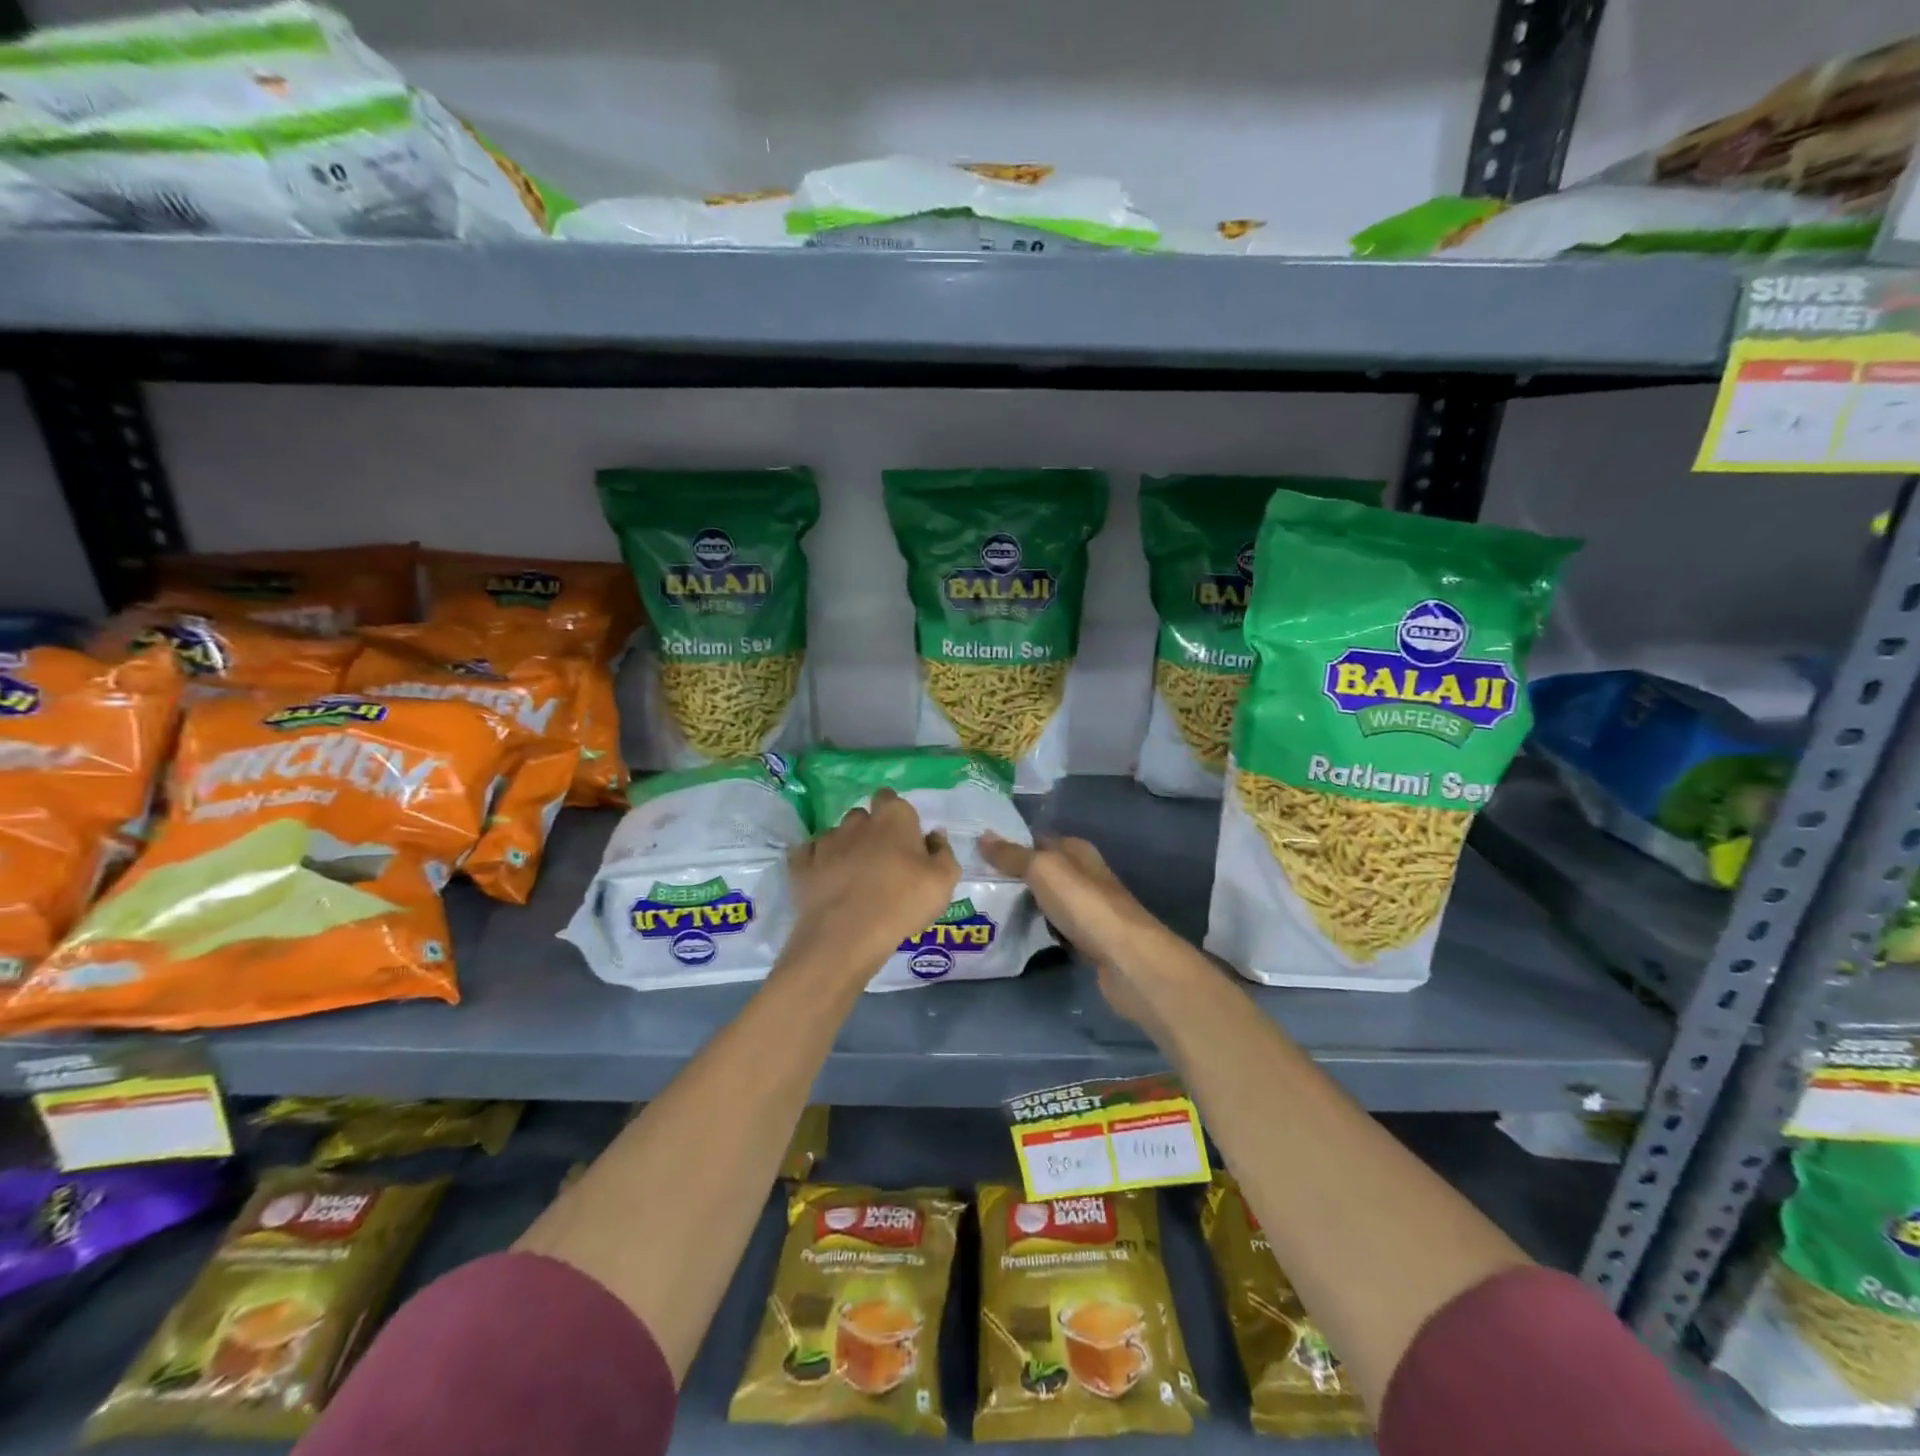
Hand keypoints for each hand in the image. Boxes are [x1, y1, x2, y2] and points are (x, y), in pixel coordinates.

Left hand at [786, 788, 960, 978]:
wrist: (848, 934)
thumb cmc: (903, 902)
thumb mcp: (944, 881)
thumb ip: (943, 852)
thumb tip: (934, 834)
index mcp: (893, 818)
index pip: (891, 798)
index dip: (896, 814)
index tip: (903, 836)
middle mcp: (857, 822)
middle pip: (862, 816)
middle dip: (869, 830)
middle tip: (881, 859)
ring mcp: (826, 842)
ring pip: (836, 835)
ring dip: (844, 848)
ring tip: (852, 876)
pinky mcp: (802, 865)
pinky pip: (809, 855)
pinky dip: (817, 863)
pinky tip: (825, 880)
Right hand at [977, 832, 1149, 964]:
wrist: (1125, 958)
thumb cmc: (1084, 905)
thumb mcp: (1043, 870)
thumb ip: (1013, 855)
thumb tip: (982, 836)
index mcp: (1077, 850)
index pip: (1037, 840)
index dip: (1009, 844)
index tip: (975, 853)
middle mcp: (1084, 874)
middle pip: (1042, 871)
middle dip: (1012, 876)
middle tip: (974, 883)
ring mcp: (1087, 908)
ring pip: (1047, 900)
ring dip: (1023, 904)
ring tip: (986, 908)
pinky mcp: (1087, 938)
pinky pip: (1054, 927)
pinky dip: (1037, 929)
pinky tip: (1015, 935)